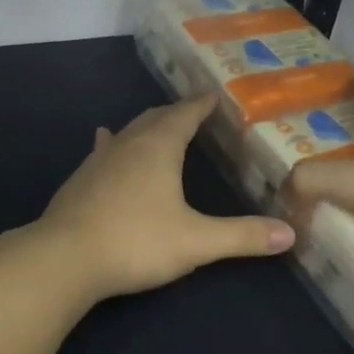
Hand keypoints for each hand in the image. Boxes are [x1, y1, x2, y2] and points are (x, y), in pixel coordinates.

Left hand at [37, 95, 294, 303]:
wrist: (63, 258)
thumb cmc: (136, 242)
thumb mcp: (196, 241)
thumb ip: (242, 236)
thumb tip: (290, 233)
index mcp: (158, 147)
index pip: (185, 114)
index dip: (201, 104)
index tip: (214, 95)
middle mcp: (128, 144)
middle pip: (155, 117)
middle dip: (176, 112)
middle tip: (193, 112)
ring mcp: (99, 160)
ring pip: (127, 131)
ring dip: (146, 125)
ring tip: (157, 124)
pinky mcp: (80, 180)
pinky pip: (104, 150)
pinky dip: (114, 142)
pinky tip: (105, 141)